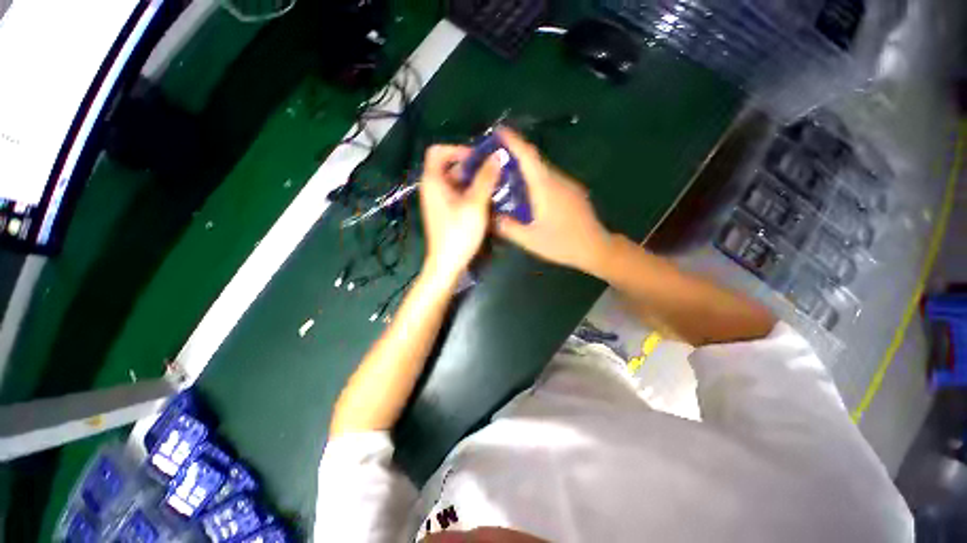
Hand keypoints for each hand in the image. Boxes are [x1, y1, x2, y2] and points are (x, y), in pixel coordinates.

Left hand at [419, 144, 500, 284]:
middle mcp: (433, 188)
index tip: (478, 158)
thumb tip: (497, 155)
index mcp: (433, 181)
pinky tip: (488, 200)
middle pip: (450, 166)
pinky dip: (472, 193)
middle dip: (472, 167)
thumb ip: (486, 178)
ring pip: (457, 182)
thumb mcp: (475, 204)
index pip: (438, 151)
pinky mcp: (447, 213)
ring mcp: (440, 202)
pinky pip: (459, 195)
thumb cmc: (459, 233)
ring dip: (475, 181)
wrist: (447, 264)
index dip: (457, 149)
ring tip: (495, 185)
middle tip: (493, 171)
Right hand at [494, 128, 612, 275]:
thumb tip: (490, 216)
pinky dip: (535, 178)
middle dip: (514, 154)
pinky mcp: (572, 192)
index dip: (513, 140)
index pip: (528, 155)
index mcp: (545, 186)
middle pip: (534, 159)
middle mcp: (557, 179)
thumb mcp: (530, 240)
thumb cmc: (562, 243)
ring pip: (542, 169)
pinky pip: (549, 179)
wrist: (596, 248)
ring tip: (506, 175)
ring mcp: (567, 184)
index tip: (498, 130)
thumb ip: (508, 227)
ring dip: (525, 167)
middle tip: (494, 159)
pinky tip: (527, 192)